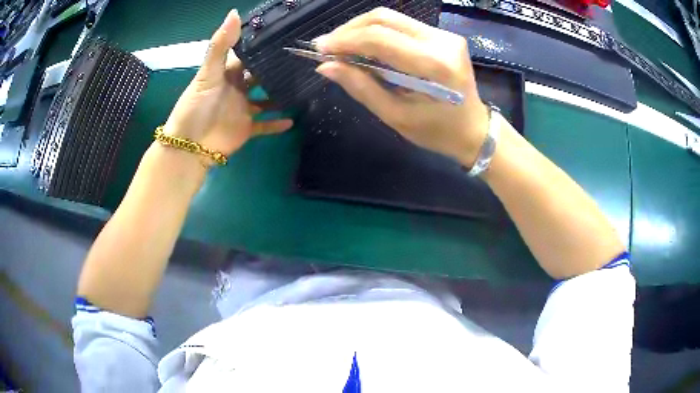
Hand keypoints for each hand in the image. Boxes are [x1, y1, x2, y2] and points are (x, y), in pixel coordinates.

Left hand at [163, 9, 293, 166]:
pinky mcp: (246, 128)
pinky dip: (277, 124)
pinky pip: (265, 125)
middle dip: (275, 69)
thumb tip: (234, 12)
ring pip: (265, 99)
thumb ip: (221, 45)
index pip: (246, 56)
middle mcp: (237, 89)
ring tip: (302, 87)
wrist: (190, 146)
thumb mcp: (207, 73)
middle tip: (300, 60)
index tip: (282, 35)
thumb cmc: (196, 107)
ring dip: (280, 95)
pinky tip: (292, 120)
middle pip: (259, 76)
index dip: (261, 46)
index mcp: (227, 74)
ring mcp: (243, 109)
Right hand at [315, 8, 488, 166]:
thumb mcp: (396, 116)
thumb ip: (362, 87)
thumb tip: (326, 66)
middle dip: (349, 30)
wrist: (475, 129)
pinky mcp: (443, 35)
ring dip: (361, 29)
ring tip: (342, 47)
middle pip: (384, 19)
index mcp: (434, 66)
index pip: (380, 39)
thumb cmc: (438, 132)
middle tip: (328, 47)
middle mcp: (442, 41)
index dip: (344, 40)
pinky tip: (365, 46)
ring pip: (391, 18)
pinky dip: (378, 32)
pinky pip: (401, 25)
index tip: (319, 49)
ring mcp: (445, 35)